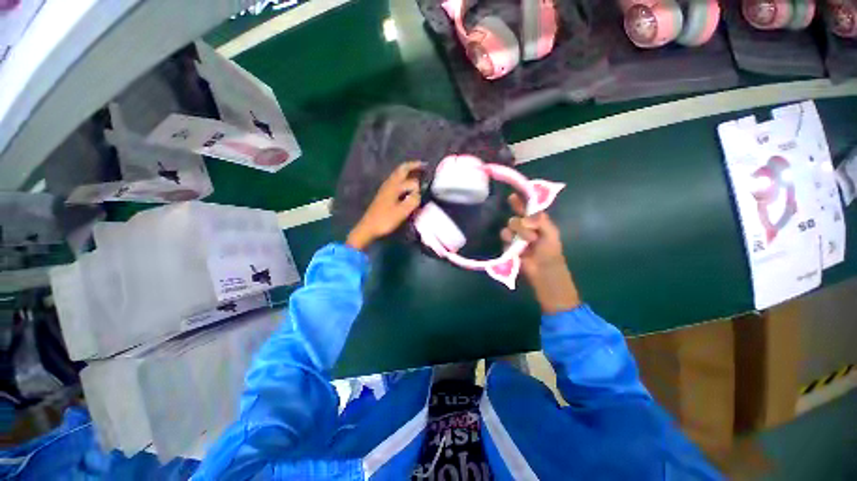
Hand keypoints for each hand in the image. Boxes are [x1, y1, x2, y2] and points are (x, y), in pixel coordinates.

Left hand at [346, 161, 424, 250]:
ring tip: (417, 173)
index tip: (426, 191)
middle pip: (401, 170)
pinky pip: (396, 181)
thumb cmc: (385, 220)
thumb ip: (413, 201)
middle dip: (413, 166)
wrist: (368, 227)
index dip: (419, 186)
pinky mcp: (384, 194)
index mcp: (394, 187)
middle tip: (424, 165)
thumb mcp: (402, 212)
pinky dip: (403, 178)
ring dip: (408, 171)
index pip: (411, 182)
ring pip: (398, 174)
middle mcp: (389, 184)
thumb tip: (419, 193)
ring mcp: (385, 188)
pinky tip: (406, 185)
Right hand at [501, 194, 580, 313]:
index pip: (528, 210)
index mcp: (538, 224)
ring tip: (526, 242)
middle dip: (522, 223)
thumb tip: (525, 216)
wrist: (543, 272)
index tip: (512, 196)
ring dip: (517, 232)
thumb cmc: (550, 253)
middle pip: (517, 217)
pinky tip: (514, 244)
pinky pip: (504, 236)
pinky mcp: (509, 245)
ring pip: (509, 226)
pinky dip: (508, 239)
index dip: (521, 202)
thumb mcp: (550, 234)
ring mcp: (516, 237)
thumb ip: (540, 221)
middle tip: (531, 233)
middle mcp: (526, 228)